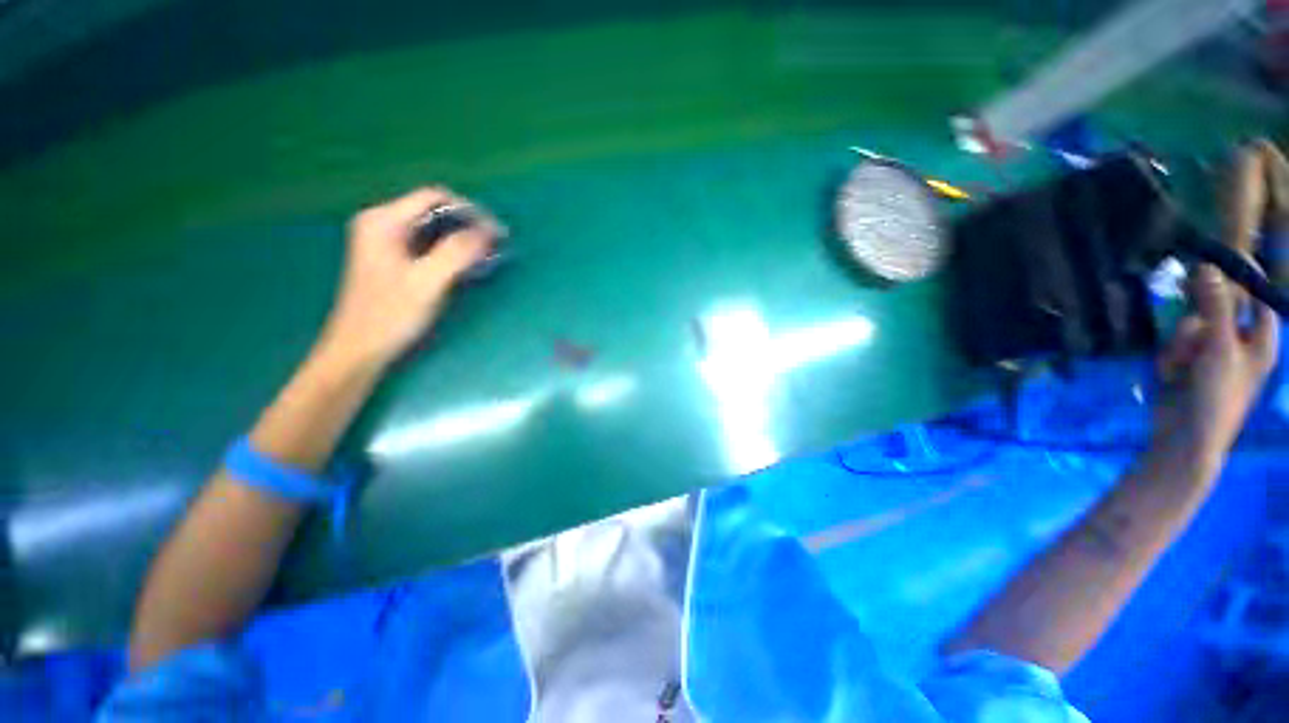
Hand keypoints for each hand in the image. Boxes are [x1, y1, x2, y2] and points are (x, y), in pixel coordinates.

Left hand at [320, 187, 497, 366]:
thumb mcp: (427, 282)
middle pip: (434, 212)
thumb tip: (489, 231)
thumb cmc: (390, 315)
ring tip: (488, 256)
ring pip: (434, 230)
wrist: (360, 350)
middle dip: (469, 226)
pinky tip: (468, 266)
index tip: (497, 232)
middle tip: (497, 246)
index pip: (434, 197)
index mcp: (383, 221)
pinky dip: (452, 252)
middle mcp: (382, 224)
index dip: (470, 211)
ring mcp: (387, 243)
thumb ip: (457, 252)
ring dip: (463, 240)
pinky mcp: (394, 261)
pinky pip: (429, 246)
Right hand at [1155, 264, 1278, 464]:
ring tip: (1178, 363)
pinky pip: (1175, 347)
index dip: (1243, 279)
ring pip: (1191, 328)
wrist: (1184, 439)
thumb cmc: (1216, 396)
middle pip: (1219, 310)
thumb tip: (1207, 266)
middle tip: (1188, 316)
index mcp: (1260, 341)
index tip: (1220, 260)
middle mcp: (1238, 344)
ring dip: (1180, 342)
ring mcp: (1210, 356)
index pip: (1258, 299)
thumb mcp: (1219, 348)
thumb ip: (1216, 307)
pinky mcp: (1186, 365)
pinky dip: (1169, 357)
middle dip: (1199, 315)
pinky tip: (1169, 373)